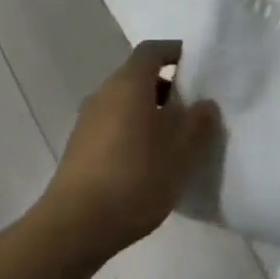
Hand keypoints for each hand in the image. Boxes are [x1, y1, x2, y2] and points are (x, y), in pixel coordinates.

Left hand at [38, 41, 218, 262]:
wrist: (74, 227)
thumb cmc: (134, 178)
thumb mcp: (180, 152)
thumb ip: (198, 122)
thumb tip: (205, 103)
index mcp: (128, 83)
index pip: (152, 50)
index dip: (175, 52)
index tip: (198, 67)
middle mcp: (104, 93)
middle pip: (138, 76)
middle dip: (167, 87)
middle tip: (193, 108)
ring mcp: (87, 121)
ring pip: (125, 103)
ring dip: (150, 112)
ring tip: (175, 139)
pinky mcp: (79, 148)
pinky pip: (113, 125)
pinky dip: (134, 131)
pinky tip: (149, 162)